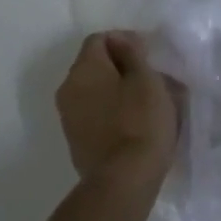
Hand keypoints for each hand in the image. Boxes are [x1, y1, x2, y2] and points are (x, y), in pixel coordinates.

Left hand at [55, 32, 180, 192]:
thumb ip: (132, 53)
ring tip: (148, 103)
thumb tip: (120, 40)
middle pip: (95, 65)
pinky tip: (135, 123)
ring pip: (96, 91)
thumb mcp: (146, 79)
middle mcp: (68, 89)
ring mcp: (69, 118)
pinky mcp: (77, 141)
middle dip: (123, 67)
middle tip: (153, 79)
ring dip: (119, 90)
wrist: (124, 181)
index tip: (150, 56)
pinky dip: (113, 111)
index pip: (100, 39)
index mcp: (83, 69)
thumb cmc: (141, 121)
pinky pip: (95, 113)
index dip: (126, 41)